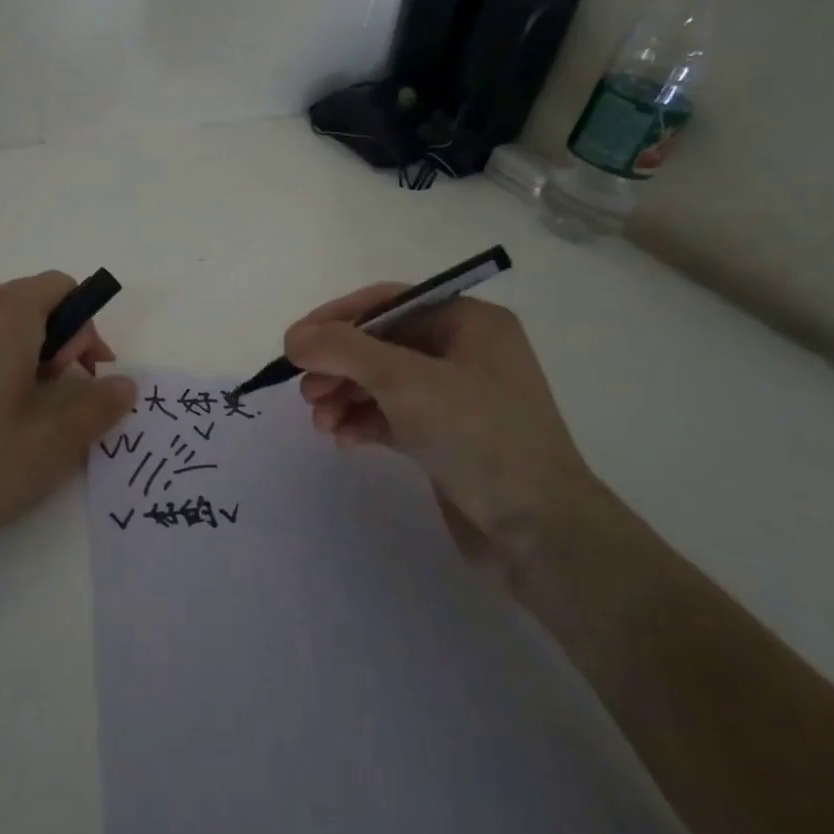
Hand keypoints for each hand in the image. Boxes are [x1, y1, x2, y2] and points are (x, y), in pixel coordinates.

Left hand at [0, 272, 134, 597]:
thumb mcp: (51, 444)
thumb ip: (98, 407)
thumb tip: (124, 384)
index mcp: (4, 317)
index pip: (61, 286)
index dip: (86, 325)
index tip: (86, 374)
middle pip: (29, 298)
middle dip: (58, 335)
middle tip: (59, 390)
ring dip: (24, 344)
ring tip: (23, 399)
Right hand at [282, 286, 608, 576]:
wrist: (540, 531)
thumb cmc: (478, 435)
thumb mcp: (404, 380)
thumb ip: (343, 349)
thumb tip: (294, 337)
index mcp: (469, 322)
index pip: (389, 303)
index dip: (338, 318)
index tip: (297, 343)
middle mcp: (465, 352)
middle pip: (382, 344)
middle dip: (339, 366)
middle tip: (306, 391)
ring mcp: (458, 397)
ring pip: (384, 383)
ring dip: (346, 397)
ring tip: (320, 422)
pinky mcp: (448, 437)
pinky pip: (394, 416)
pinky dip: (365, 423)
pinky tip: (344, 440)